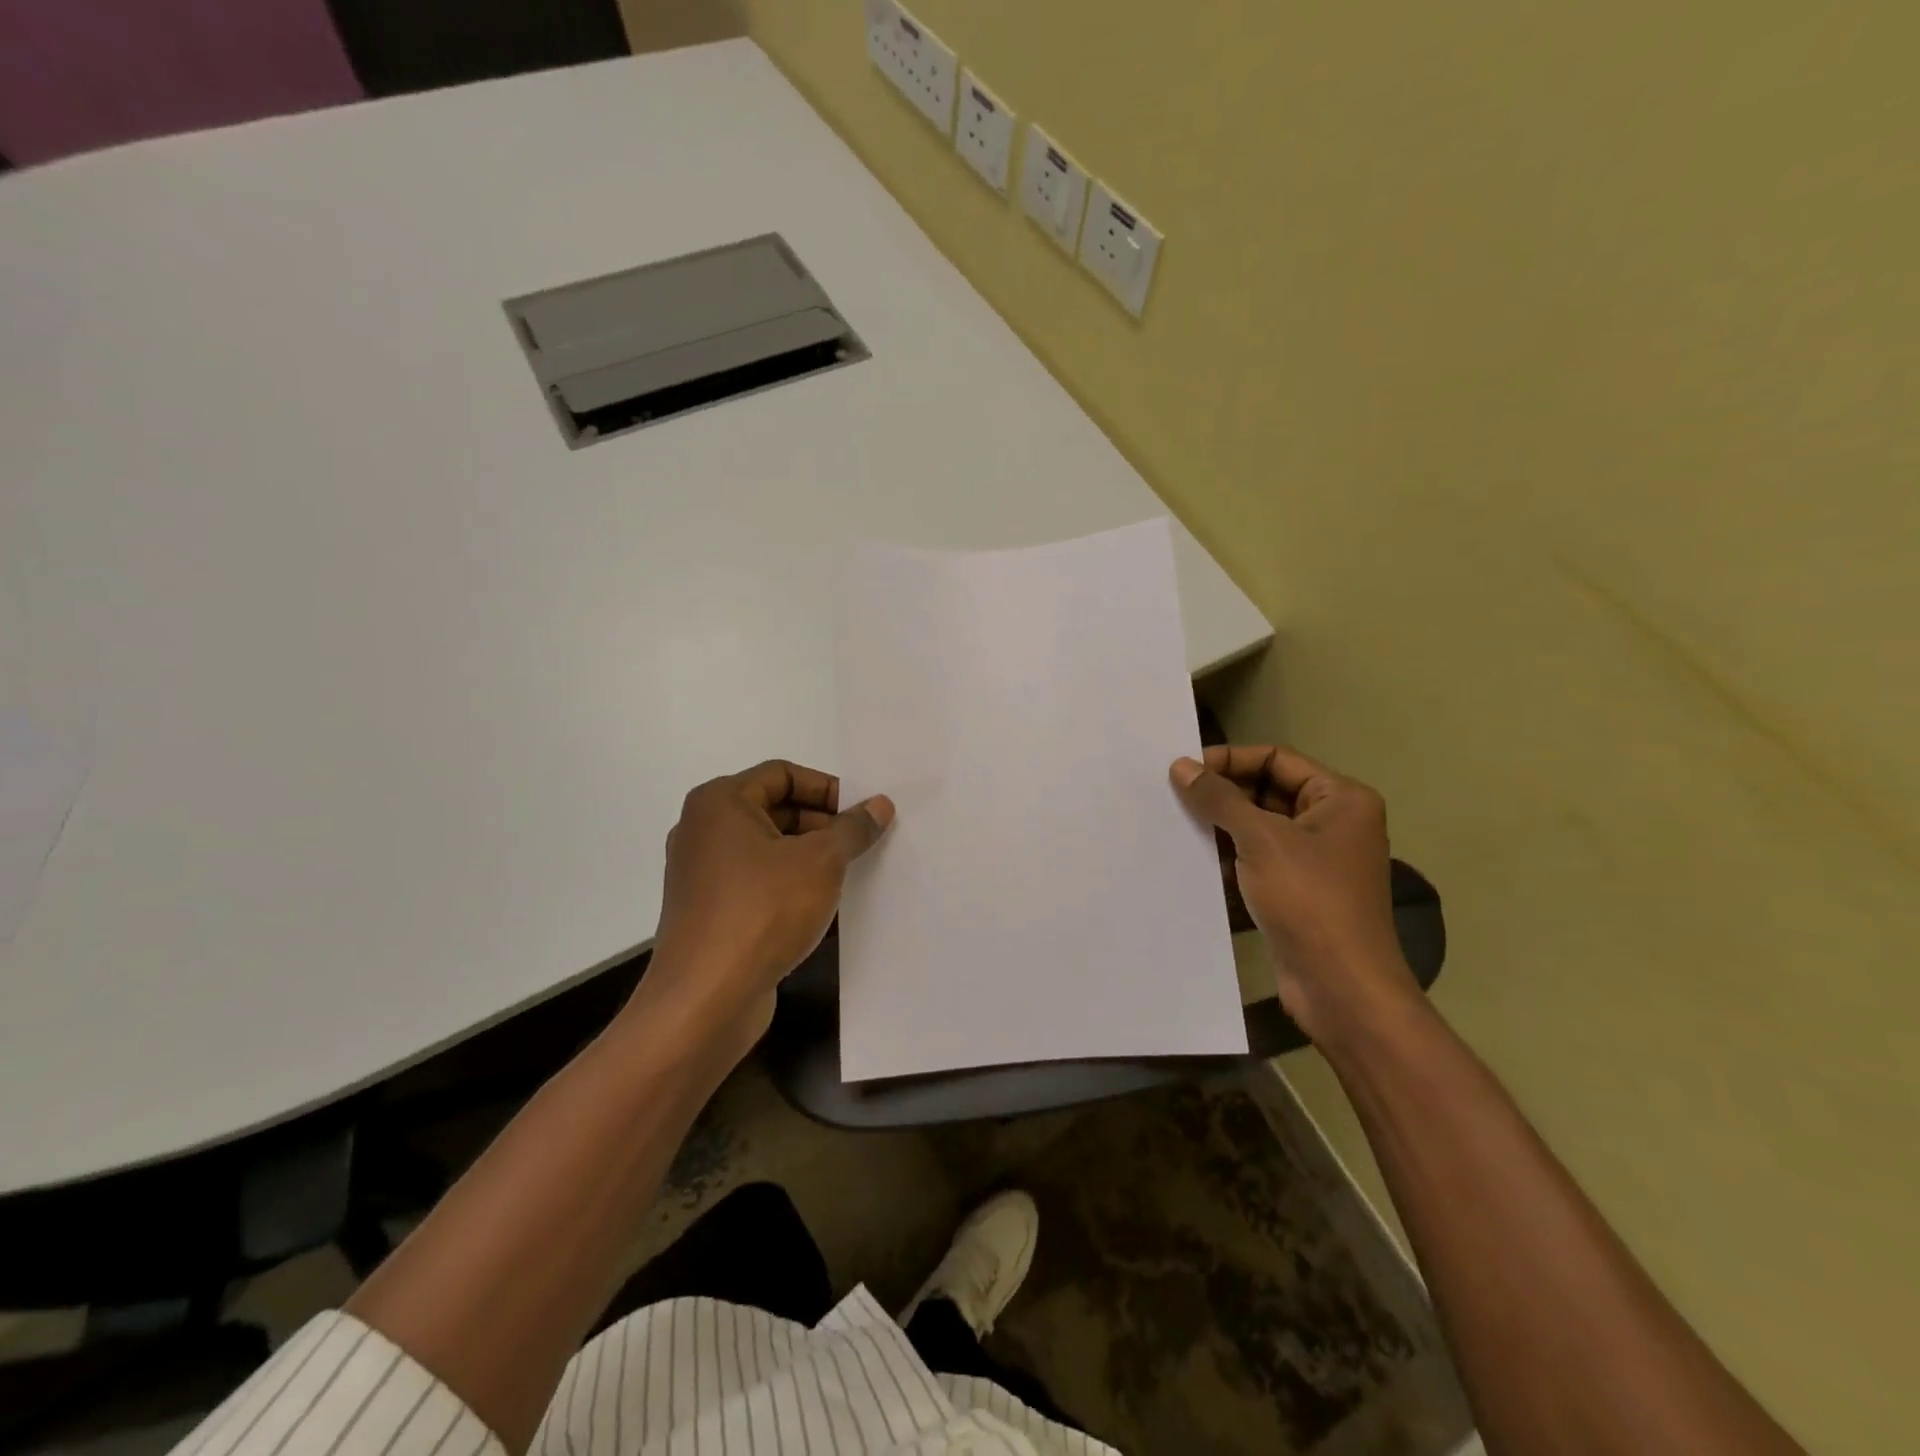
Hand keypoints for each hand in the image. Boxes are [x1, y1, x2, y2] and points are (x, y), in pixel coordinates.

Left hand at [639, 760, 893, 1062]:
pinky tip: (822, 905)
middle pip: (774, 809)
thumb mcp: (821, 862)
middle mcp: (703, 829)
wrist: (706, 999)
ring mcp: (702, 872)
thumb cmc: (763, 911)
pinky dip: (789, 884)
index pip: (783, 774)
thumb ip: (853, 828)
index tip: (862, 813)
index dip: (827, 788)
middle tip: (862, 844)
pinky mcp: (708, 910)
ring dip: (809, 856)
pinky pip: (757, 881)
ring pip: (767, 848)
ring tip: (849, 874)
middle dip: (822, 824)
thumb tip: (879, 805)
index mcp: (721, 802)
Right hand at [1171, 745, 1419, 1044]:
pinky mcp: (1298, 891)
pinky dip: (1229, 856)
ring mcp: (1316, 859)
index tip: (1185, 769)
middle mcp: (1333, 822)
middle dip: (1223, 793)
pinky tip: (1194, 859)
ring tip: (1176, 823)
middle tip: (1173, 796)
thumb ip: (1219, 799)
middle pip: (1267, 790)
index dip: (1230, 759)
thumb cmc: (1309, 900)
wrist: (1341, 987)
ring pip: (1259, 827)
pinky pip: (1258, 859)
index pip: (1276, 759)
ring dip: (1221, 826)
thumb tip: (1181, 766)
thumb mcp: (1261, 840)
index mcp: (1340, 798)